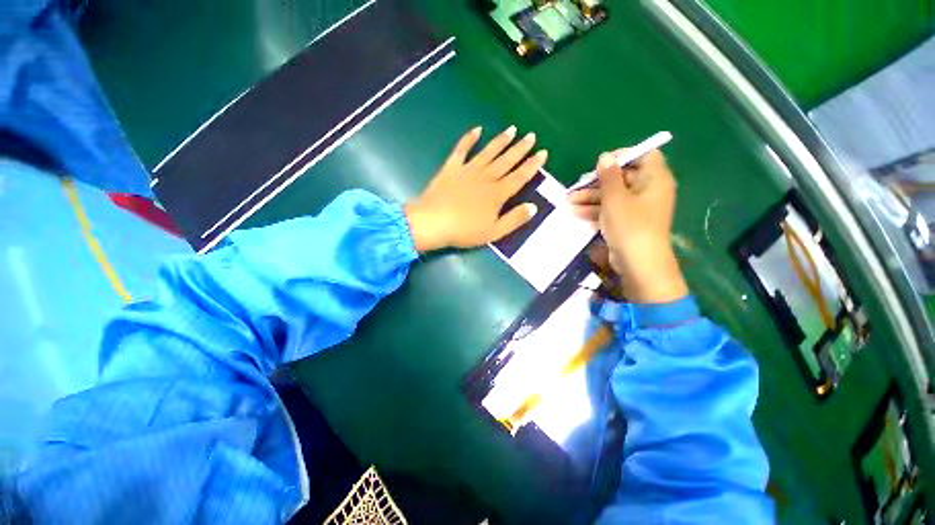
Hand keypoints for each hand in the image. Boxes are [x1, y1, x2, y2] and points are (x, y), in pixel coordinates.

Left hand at [406, 126, 547, 252]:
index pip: (519, 177)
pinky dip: (469, 139)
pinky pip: (461, 150)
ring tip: (512, 129)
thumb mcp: (494, 232)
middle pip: (506, 161)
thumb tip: (533, 207)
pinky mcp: (451, 168)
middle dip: (520, 148)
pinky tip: (477, 129)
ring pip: (488, 152)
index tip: (543, 152)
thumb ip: (514, 219)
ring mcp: (467, 171)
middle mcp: (485, 178)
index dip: (532, 165)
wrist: (433, 223)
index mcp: (497, 194)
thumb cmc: (464, 231)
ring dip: (501, 141)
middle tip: (531, 135)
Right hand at [568, 149, 687, 303]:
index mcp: (654, 179)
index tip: (601, 163)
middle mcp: (649, 191)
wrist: (638, 262)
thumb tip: (605, 157)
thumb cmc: (630, 224)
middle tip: (577, 186)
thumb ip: (609, 176)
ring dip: (590, 198)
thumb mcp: (615, 197)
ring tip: (568, 202)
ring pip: (612, 196)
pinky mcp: (628, 223)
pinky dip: (596, 211)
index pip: (644, 156)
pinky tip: (576, 213)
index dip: (623, 156)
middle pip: (622, 178)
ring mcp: (638, 209)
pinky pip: (611, 211)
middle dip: (596, 183)